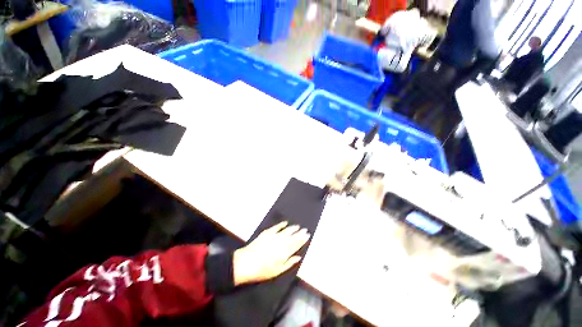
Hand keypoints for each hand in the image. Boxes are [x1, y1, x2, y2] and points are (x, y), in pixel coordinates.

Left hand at [233, 221, 309, 285]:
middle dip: (300, 233)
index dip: (302, 239)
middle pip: (293, 236)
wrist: (247, 262)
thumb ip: (289, 262)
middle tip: (305, 229)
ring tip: (298, 226)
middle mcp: (281, 242)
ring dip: (293, 228)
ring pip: (286, 230)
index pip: (296, 244)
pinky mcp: (267, 232)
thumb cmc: (263, 270)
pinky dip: (281, 224)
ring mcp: (274, 236)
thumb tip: (299, 257)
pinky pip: (276, 227)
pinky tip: (285, 223)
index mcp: (285, 251)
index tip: (307, 235)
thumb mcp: (278, 270)